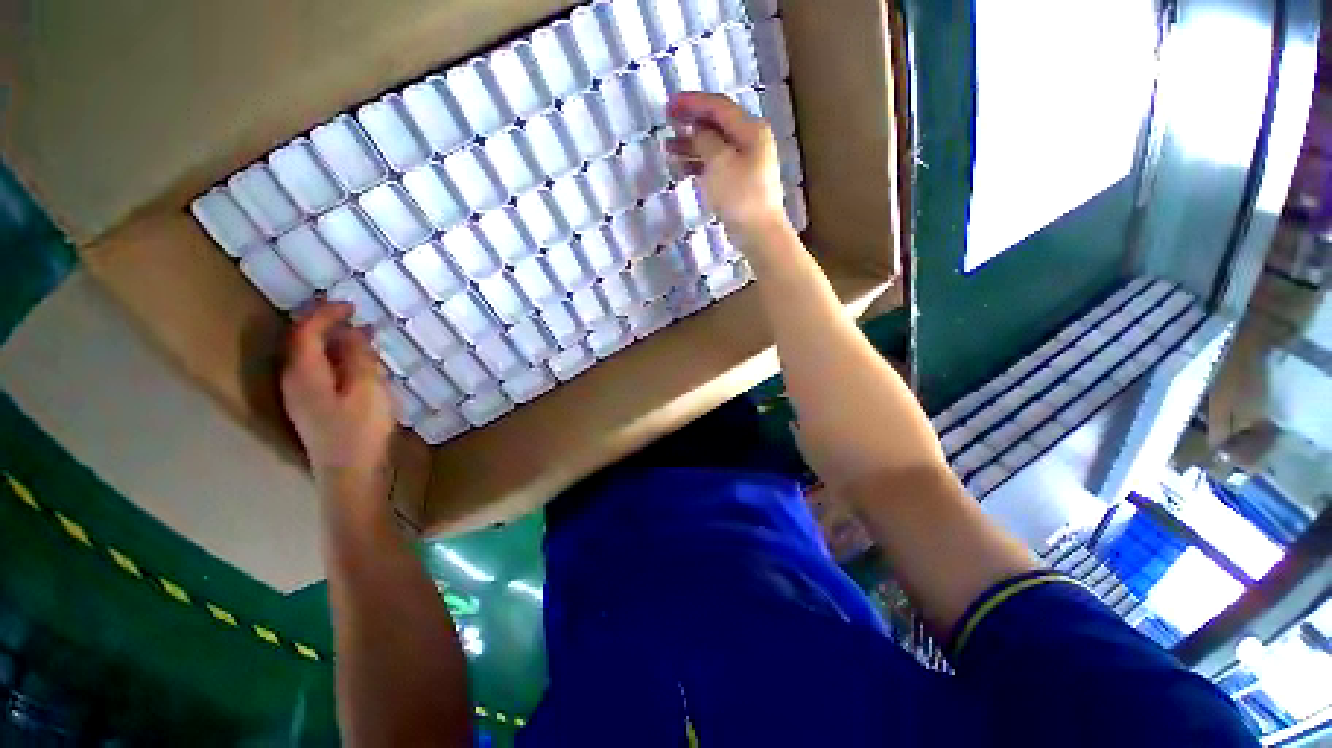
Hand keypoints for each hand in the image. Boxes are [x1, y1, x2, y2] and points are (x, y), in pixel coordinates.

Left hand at [281, 302, 394, 492]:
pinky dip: (336, 360)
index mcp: (304, 373)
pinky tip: (357, 366)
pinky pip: (319, 373)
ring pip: (311, 359)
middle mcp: (294, 382)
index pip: (306, 332)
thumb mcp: (367, 389)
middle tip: (356, 317)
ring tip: (361, 337)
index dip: (325, 314)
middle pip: (302, 343)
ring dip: (332, 343)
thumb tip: (351, 332)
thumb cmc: (361, 430)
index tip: (351, 304)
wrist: (350, 475)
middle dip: (326, 325)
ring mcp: (301, 398)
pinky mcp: (313, 409)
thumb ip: (358, 357)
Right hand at [667, 92, 789, 243]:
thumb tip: (698, 129)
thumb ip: (706, 139)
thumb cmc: (740, 195)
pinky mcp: (739, 183)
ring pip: (714, 147)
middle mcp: (751, 142)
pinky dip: (699, 165)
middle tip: (667, 122)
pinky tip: (681, 168)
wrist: (758, 233)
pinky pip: (716, 166)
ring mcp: (746, 164)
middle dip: (691, 123)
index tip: (669, 105)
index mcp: (751, 130)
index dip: (693, 103)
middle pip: (717, 125)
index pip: (719, 107)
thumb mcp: (720, 162)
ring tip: (668, 149)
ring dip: (691, 146)